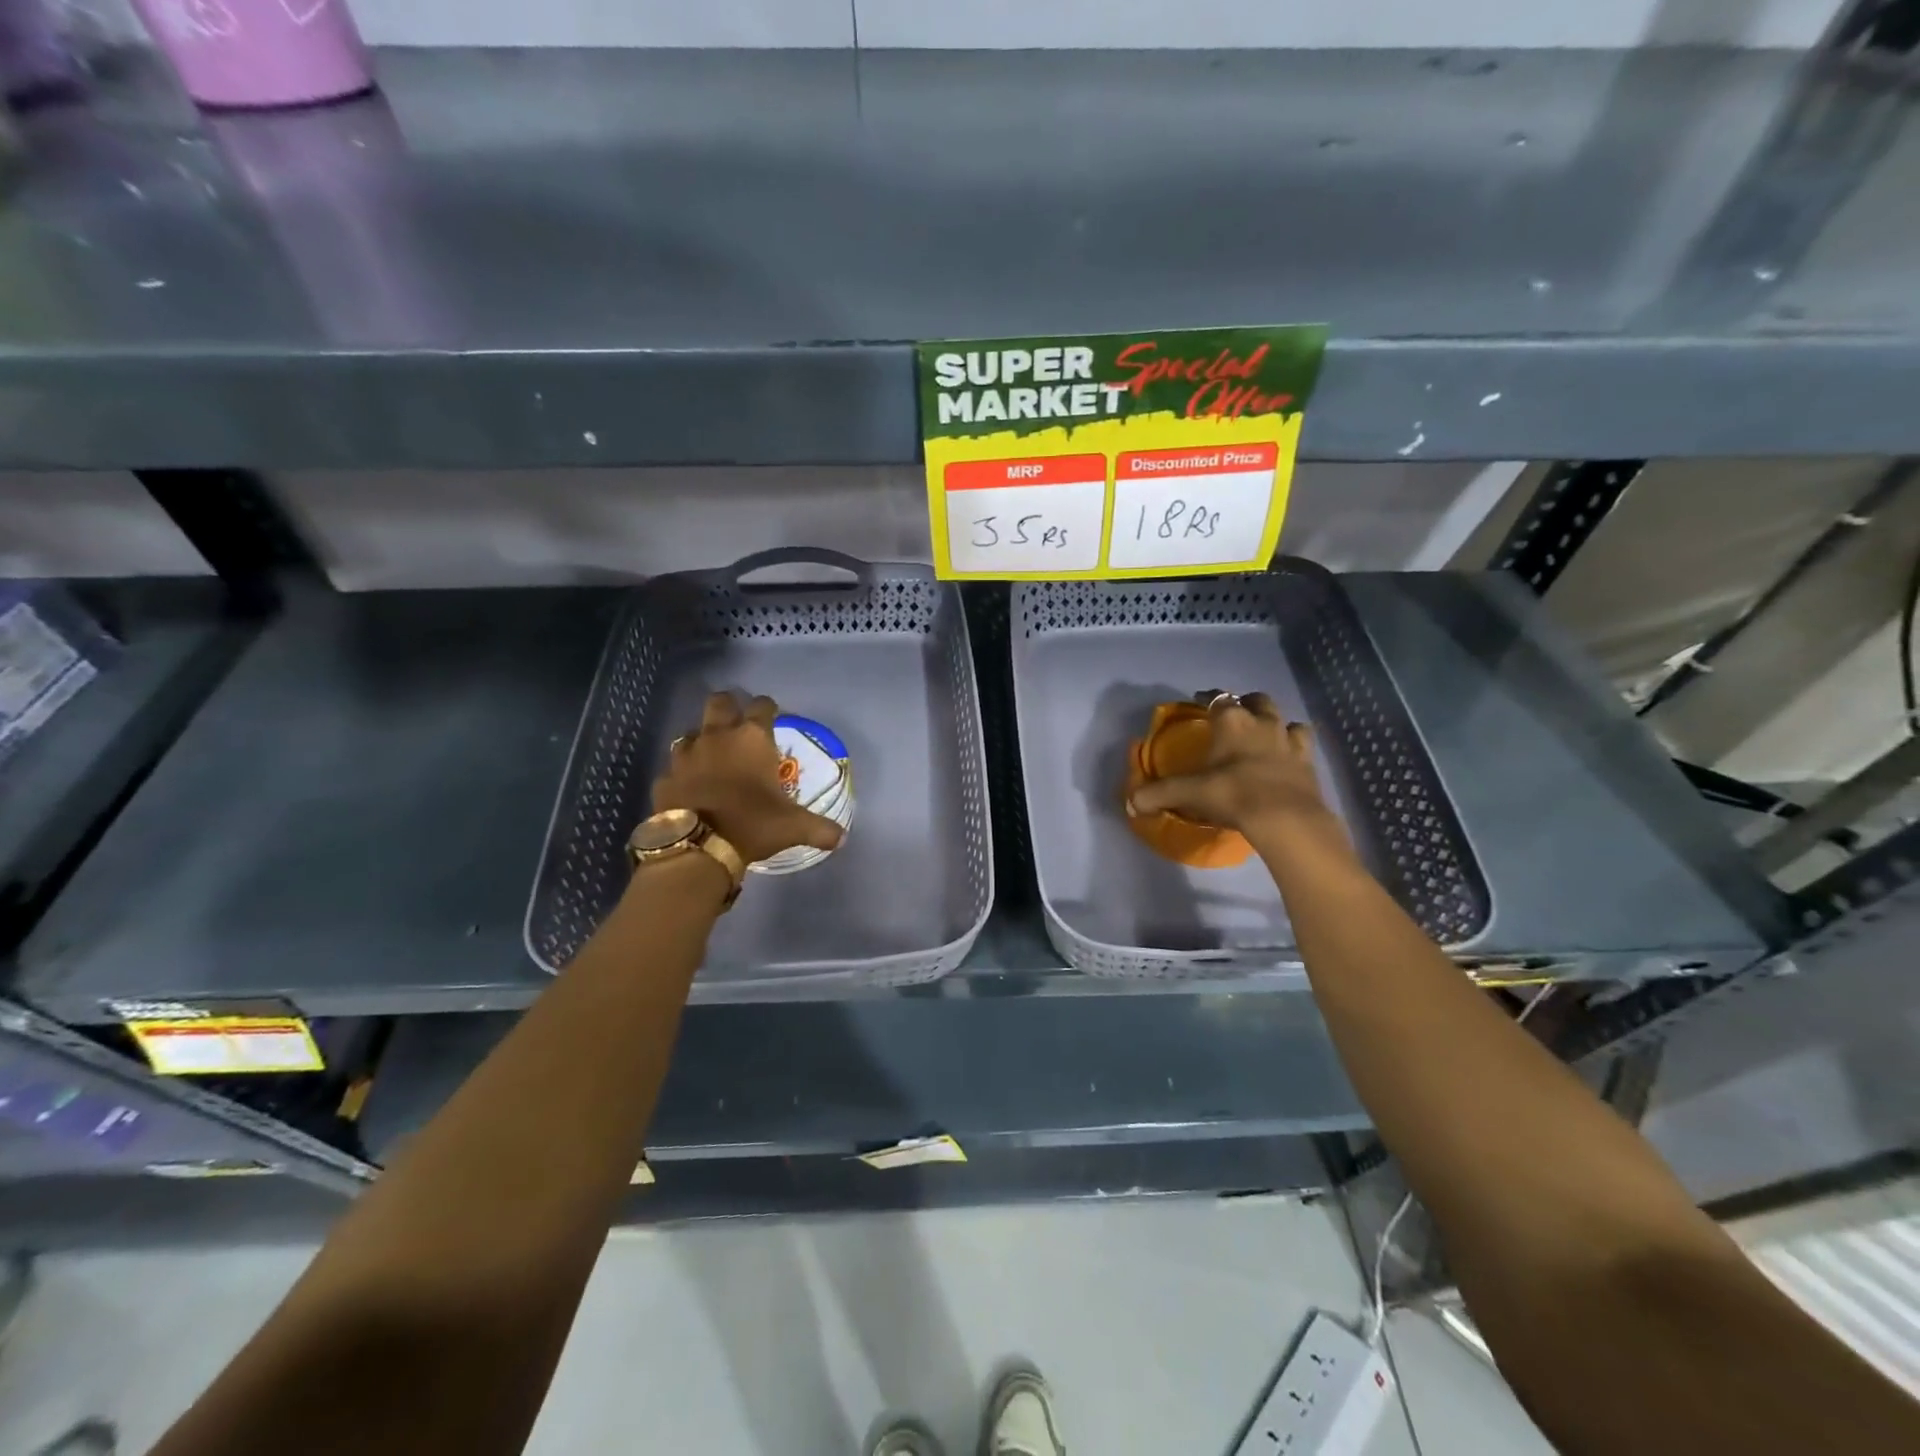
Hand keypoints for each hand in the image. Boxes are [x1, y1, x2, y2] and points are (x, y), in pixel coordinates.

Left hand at [651, 692, 844, 865]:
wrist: (698, 847)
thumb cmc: (753, 824)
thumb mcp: (794, 827)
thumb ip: (820, 829)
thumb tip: (842, 837)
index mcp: (752, 738)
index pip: (762, 705)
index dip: (768, 708)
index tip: (773, 716)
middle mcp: (717, 736)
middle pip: (719, 702)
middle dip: (728, 707)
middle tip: (737, 724)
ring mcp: (686, 754)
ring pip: (691, 732)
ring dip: (702, 739)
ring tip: (713, 757)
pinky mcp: (665, 777)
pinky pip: (674, 767)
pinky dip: (683, 773)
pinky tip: (691, 787)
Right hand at [1126, 692, 1341, 844]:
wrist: (1285, 818)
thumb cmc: (1232, 794)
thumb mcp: (1189, 794)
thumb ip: (1159, 794)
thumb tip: (1131, 803)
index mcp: (1231, 721)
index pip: (1217, 698)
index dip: (1207, 697)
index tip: (1199, 699)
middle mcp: (1262, 722)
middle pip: (1256, 700)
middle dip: (1245, 702)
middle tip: (1235, 714)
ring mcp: (1289, 741)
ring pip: (1285, 718)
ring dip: (1275, 722)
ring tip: (1266, 733)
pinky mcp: (1309, 762)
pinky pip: (1303, 744)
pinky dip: (1295, 745)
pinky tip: (1288, 756)